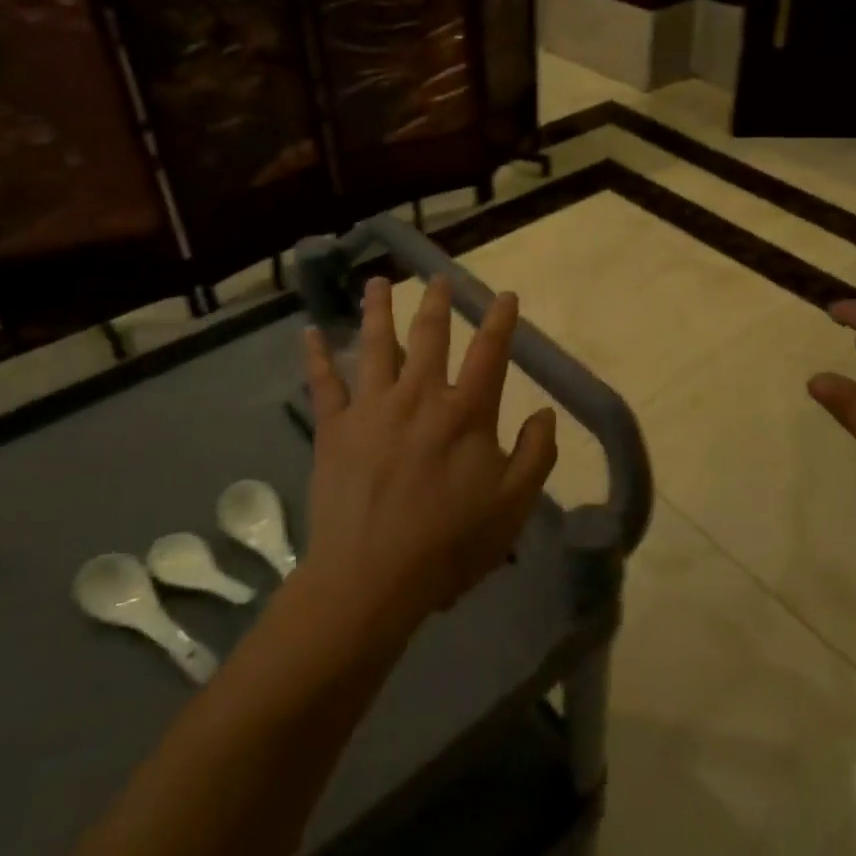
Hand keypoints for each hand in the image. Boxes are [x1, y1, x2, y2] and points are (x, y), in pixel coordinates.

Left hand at [301, 275, 557, 631]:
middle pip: (429, 335)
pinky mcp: (335, 427)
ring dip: (377, 309)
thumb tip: (546, 413)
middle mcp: (419, 395)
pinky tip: (310, 332)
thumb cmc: (449, 544)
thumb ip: (536, 454)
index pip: (490, 352)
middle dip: (436, 302)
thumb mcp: (513, 505)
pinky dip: (316, 355)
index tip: (505, 295)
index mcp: (466, 412)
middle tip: (436, 277)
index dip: (500, 320)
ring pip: (375, 344)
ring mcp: (373, 407)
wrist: (372, 577)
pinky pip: (324, 382)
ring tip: (377, 282)